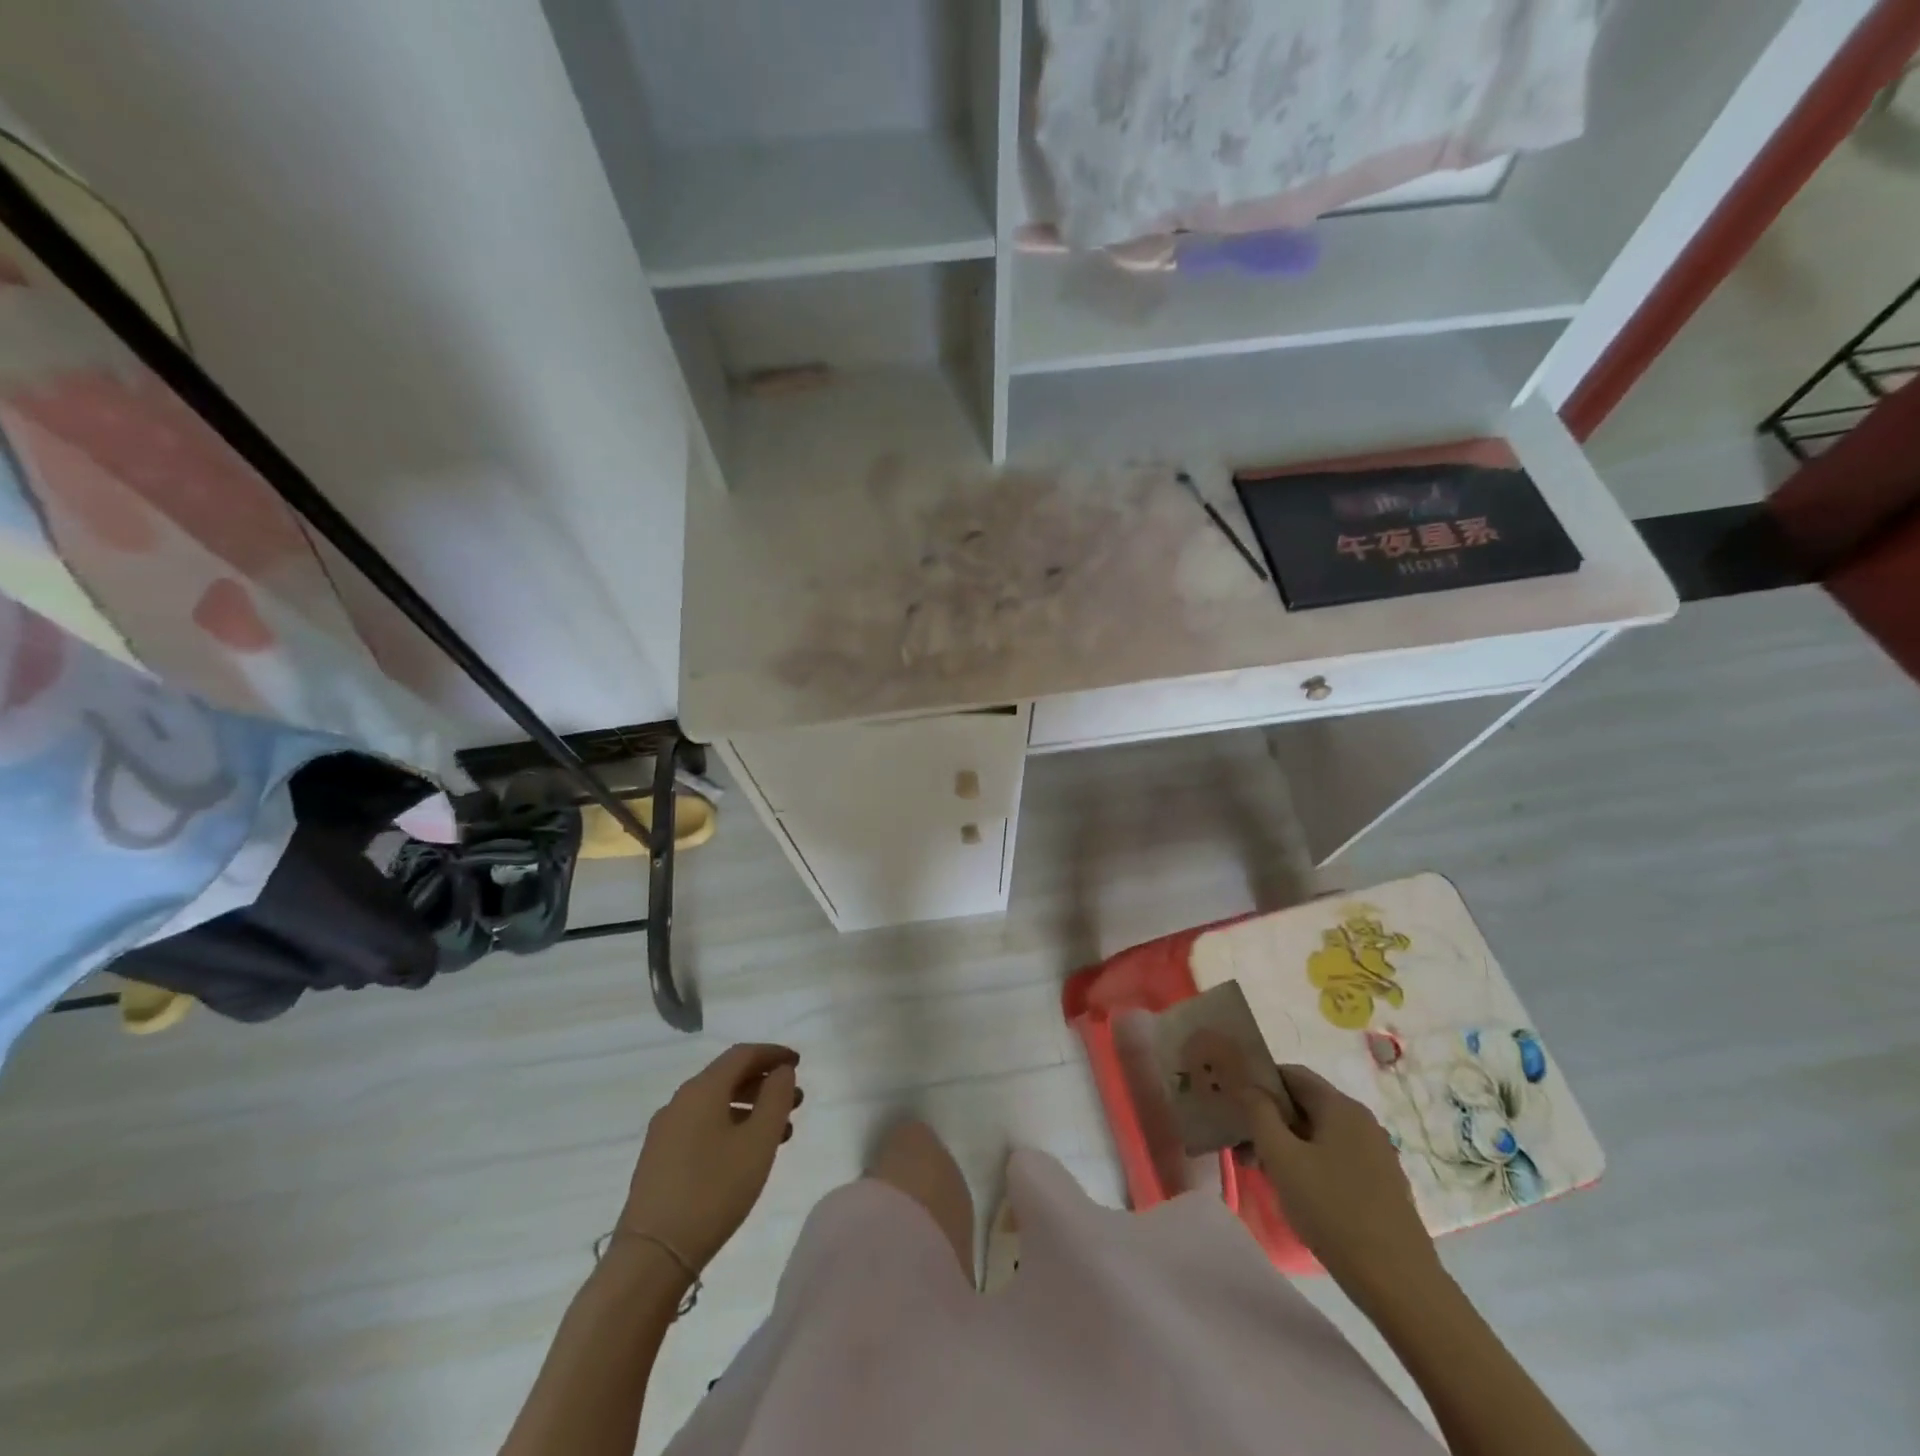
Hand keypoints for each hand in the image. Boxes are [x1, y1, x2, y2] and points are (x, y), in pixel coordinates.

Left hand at [618, 1044, 802, 1270]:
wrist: (652, 1256)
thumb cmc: (714, 1191)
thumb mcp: (758, 1142)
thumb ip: (776, 1098)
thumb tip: (780, 1071)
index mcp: (702, 1089)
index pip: (742, 1054)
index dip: (773, 1053)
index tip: (798, 1063)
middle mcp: (680, 1101)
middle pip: (728, 1077)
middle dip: (764, 1084)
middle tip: (796, 1101)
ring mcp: (665, 1131)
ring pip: (716, 1104)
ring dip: (750, 1108)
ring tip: (780, 1132)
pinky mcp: (659, 1159)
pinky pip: (702, 1126)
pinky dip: (730, 1126)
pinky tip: (746, 1153)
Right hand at [1240, 1064, 1438, 1298]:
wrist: (1399, 1284)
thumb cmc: (1332, 1211)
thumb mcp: (1282, 1158)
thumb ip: (1259, 1113)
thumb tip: (1248, 1086)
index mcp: (1340, 1106)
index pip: (1292, 1074)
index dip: (1259, 1082)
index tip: (1236, 1106)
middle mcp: (1362, 1121)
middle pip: (1305, 1104)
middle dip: (1270, 1119)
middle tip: (1244, 1148)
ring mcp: (1376, 1153)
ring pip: (1319, 1133)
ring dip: (1288, 1144)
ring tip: (1265, 1174)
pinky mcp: (1382, 1183)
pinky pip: (1337, 1157)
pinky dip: (1311, 1163)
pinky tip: (1299, 1194)